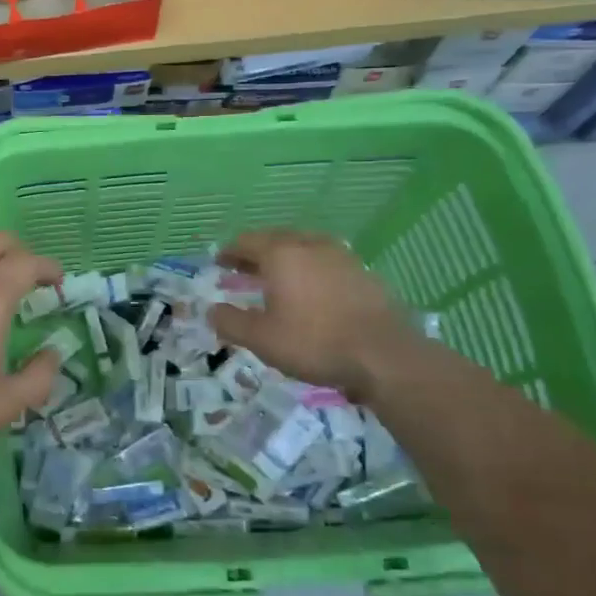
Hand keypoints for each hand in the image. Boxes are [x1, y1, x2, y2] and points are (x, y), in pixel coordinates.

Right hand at [207, 229, 421, 399]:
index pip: (247, 242)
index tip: (219, 262)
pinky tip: (311, 290)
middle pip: (276, 239)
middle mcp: (310, 245)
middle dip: (256, 252)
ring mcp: (341, 256)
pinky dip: (310, 269)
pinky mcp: (363, 273)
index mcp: (281, 254)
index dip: (229, 251)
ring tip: (277, 277)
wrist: (385, 356)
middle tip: (243, 269)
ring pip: (304, 247)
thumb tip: (211, 310)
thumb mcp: (261, 339)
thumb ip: (230, 322)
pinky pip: (326, 261)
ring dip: (285, 258)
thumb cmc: (314, 342)